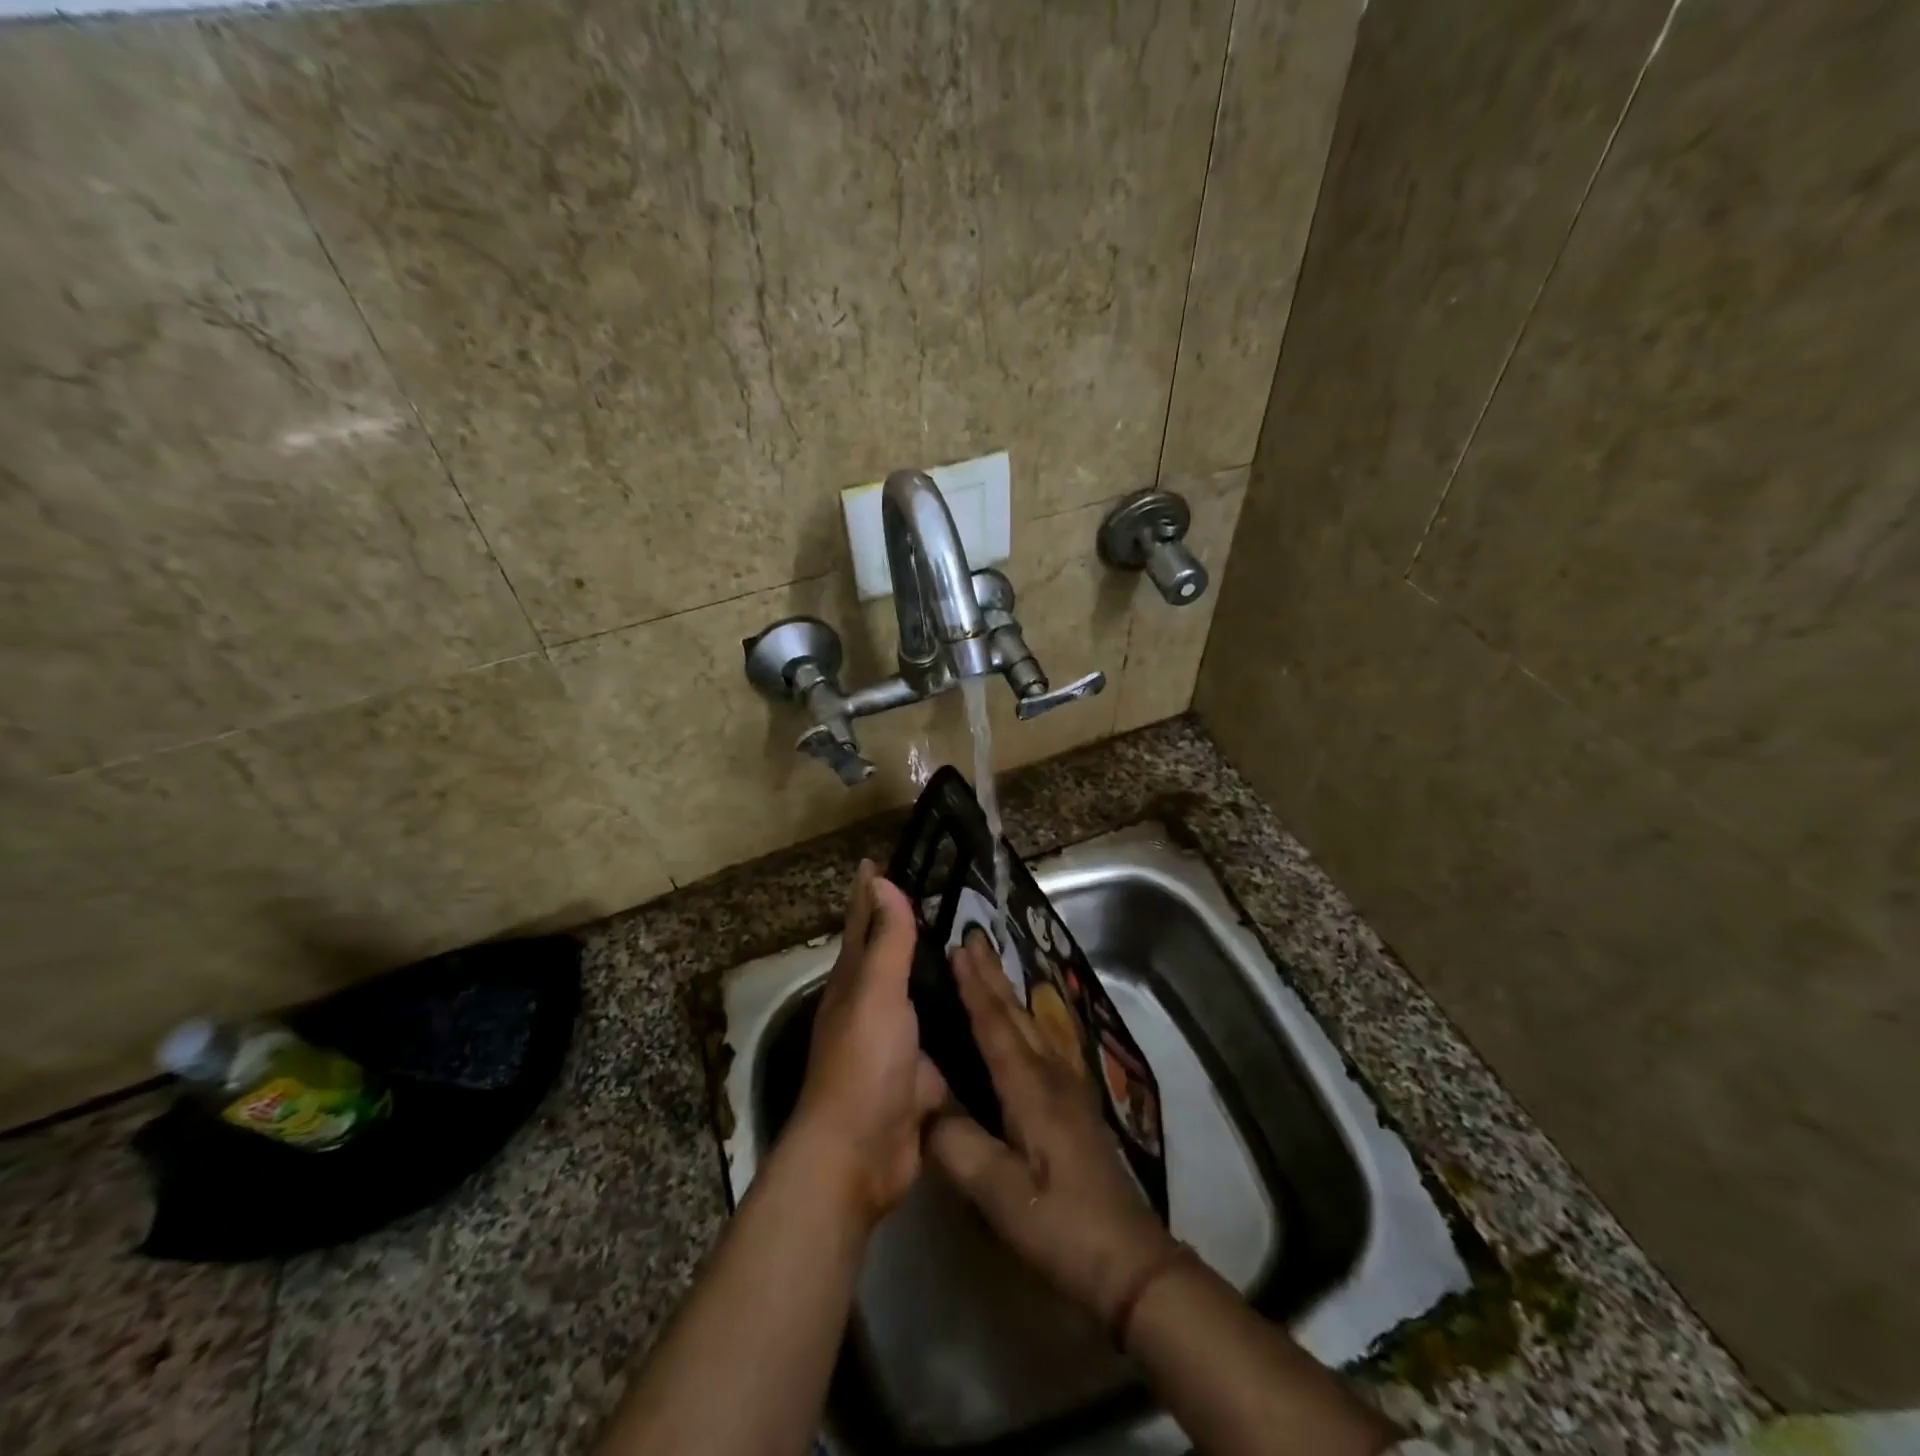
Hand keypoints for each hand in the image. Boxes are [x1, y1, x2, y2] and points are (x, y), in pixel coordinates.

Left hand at [789, 861, 947, 1228]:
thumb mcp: (875, 992)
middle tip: (944, 896)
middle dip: (907, 927)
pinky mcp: (922, 1075)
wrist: (862, 1154)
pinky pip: (945, 1036)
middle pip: (890, 956)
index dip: (868, 893)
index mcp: (854, 981)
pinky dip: (960, 1019)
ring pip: (921, 995)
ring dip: (938, 972)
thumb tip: (880, 880)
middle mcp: (872, 1006)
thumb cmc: (864, 1062)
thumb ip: (885, 940)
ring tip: (974, 945)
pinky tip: (987, 1007)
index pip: (861, 923)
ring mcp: (897, 1042)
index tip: (877, 860)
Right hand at [926, 930, 1178, 1323]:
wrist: (1128, 1260)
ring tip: (988, 969)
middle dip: (991, 976)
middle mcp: (1052, 1075)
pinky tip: (1020, 1026)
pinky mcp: (1074, 1105)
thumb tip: (923, 1107)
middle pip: (1016, 1015)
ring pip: (1031, 1026)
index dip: (974, 986)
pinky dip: (1021, 1020)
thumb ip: (957, 1145)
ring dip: (1006, 994)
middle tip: (971, 939)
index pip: (995, 1025)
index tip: (957, 947)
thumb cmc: (1060, 1225)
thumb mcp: (999, 1194)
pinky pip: (1041, 1043)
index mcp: (1031, 1088)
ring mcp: (1068, 1088)